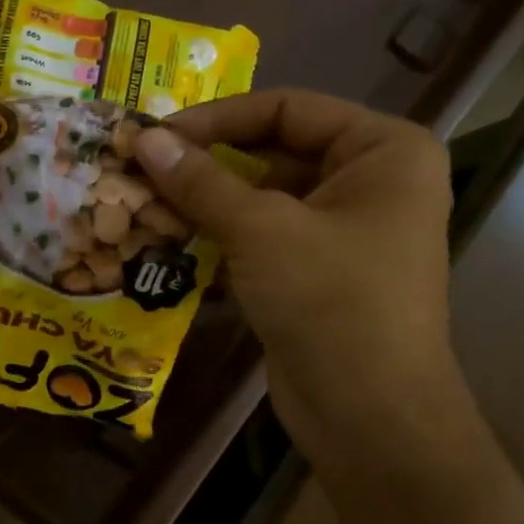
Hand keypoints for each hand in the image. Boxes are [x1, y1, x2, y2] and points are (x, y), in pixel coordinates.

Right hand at [130, 90, 467, 462]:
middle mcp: (369, 183)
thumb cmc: (330, 301)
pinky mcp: (315, 276)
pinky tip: (167, 249)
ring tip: (141, 209)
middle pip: (272, 154)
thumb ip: (200, 181)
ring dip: (204, 208)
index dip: (217, 119)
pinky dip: (219, 244)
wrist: (369, 414)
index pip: (287, 109)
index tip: (156, 137)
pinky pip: (261, 242)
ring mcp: (342, 234)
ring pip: (261, 202)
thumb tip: (144, 138)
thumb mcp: (261, 230)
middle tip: (140, 172)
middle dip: (205, 167)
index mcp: (383, 151)